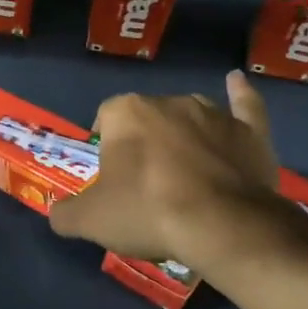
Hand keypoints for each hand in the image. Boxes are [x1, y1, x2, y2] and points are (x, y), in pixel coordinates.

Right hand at [50, 70, 294, 282]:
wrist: (223, 226)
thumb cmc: (148, 212)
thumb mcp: (90, 220)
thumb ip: (66, 214)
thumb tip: (58, 214)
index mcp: (126, 112)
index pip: (105, 119)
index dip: (106, 147)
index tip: (111, 178)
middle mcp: (167, 101)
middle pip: (146, 118)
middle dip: (144, 144)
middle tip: (145, 186)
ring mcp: (212, 113)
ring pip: (188, 117)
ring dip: (183, 135)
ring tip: (184, 172)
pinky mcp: (249, 131)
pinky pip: (244, 105)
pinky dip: (240, 95)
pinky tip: (237, 82)